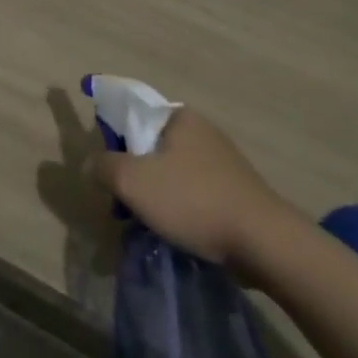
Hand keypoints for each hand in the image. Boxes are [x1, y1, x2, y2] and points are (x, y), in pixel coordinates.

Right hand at [91, 107, 303, 270]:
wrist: (264, 242)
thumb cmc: (193, 201)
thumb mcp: (133, 182)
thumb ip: (104, 166)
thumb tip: (93, 163)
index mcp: (179, 116)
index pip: (132, 115)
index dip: (114, 141)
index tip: (109, 172)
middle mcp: (202, 129)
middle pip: (150, 146)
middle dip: (135, 174)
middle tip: (125, 205)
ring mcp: (223, 159)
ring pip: (172, 172)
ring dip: (156, 195)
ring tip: (150, 224)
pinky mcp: (236, 188)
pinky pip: (194, 191)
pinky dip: (181, 207)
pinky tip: (178, 231)